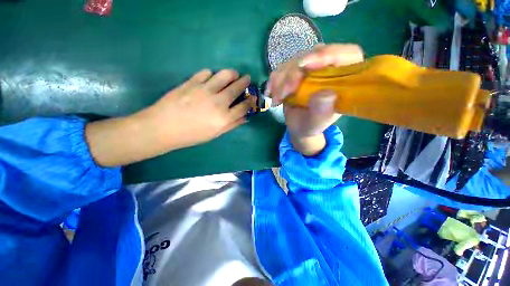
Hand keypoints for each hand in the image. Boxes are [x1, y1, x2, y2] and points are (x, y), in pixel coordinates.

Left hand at [142, 69, 252, 149]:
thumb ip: (232, 125)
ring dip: (232, 73)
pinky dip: (212, 74)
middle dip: (245, 82)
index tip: (252, 97)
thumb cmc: (192, 135)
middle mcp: (218, 102)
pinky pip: (206, 73)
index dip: (251, 101)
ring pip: (224, 75)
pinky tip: (211, 78)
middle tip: (247, 78)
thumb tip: (245, 118)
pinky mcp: (192, 82)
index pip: (244, 106)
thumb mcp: (215, 134)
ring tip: (234, 74)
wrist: (163, 127)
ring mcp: (205, 90)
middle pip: (237, 88)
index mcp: (224, 118)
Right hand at [266, 44, 363, 155]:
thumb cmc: (310, 125)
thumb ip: (322, 112)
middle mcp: (329, 69)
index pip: (347, 54)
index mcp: (344, 79)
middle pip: (314, 54)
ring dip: (281, 80)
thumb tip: (326, 94)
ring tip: (277, 100)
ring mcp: (311, 68)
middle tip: (284, 93)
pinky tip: (271, 93)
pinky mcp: (296, 70)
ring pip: (295, 60)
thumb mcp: (317, 123)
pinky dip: (274, 80)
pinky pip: (282, 68)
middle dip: (294, 73)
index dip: (328, 54)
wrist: (298, 126)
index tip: (304, 65)